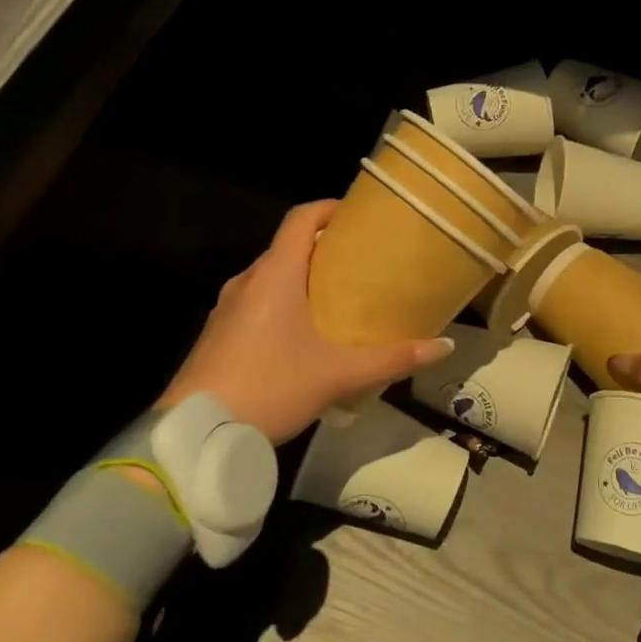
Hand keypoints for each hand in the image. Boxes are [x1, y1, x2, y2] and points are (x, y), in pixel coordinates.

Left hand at [159, 200, 454, 442]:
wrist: (196, 432)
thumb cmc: (271, 387)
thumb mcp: (339, 374)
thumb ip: (392, 359)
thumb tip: (443, 347)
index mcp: (275, 274)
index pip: (301, 218)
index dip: (330, 209)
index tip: (358, 217)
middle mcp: (247, 281)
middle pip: (287, 247)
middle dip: (323, 249)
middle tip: (361, 263)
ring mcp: (227, 308)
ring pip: (270, 278)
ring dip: (301, 279)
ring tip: (338, 298)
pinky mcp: (217, 334)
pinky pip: (255, 303)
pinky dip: (282, 303)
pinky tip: (303, 335)